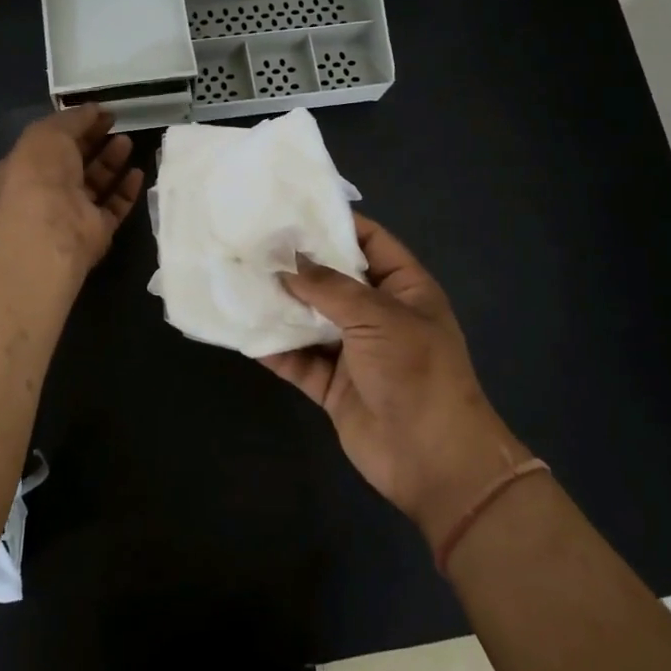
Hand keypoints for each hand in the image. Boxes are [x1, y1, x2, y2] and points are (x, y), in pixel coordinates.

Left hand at [0, 106, 144, 267]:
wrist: (52, 228)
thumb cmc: (41, 173)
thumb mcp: (49, 132)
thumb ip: (73, 118)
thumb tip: (94, 109)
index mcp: (24, 167)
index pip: (50, 143)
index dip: (73, 126)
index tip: (98, 113)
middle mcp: (45, 191)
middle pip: (74, 163)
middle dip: (94, 142)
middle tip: (115, 124)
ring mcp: (71, 212)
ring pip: (95, 184)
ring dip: (111, 162)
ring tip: (127, 142)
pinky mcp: (96, 230)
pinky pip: (114, 207)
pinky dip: (126, 190)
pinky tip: (137, 172)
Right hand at [260, 215, 531, 545]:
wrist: (433, 460)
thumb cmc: (415, 372)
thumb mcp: (376, 317)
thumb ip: (327, 287)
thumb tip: (284, 260)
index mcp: (403, 288)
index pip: (369, 241)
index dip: (334, 224)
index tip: (290, 210)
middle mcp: (378, 314)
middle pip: (332, 279)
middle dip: (296, 265)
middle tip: (251, 243)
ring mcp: (354, 351)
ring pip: (310, 320)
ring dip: (279, 306)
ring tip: (238, 280)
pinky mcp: (333, 385)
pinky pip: (298, 360)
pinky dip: (274, 349)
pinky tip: (242, 332)